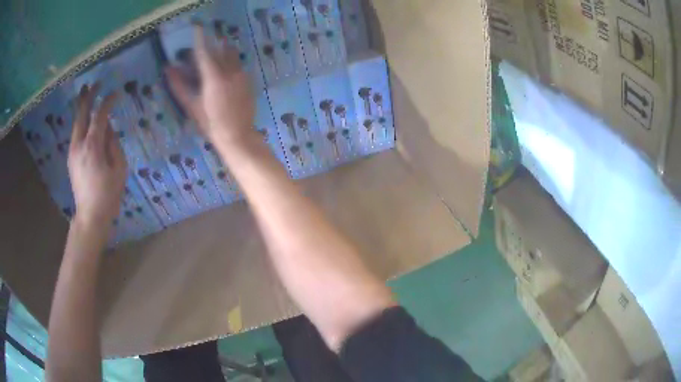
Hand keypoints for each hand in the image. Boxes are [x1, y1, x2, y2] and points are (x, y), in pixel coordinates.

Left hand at [68, 83, 127, 226]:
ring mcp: (73, 151)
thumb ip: (114, 144)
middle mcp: (79, 145)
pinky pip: (75, 133)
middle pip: (82, 114)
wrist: (90, 215)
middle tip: (95, 83)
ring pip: (76, 122)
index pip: (100, 116)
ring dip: (81, 106)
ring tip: (86, 92)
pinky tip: (84, 117)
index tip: (116, 93)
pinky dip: (80, 120)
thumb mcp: (119, 168)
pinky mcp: (71, 158)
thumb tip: (109, 128)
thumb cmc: (108, 194)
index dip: (108, 102)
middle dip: (88, 96)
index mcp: (93, 146)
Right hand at [166, 24, 254, 145]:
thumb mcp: (191, 106)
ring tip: (214, 54)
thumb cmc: (210, 124)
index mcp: (213, 77)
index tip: (197, 27)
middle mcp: (229, 72)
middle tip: (203, 45)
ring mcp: (241, 75)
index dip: (200, 38)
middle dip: (211, 43)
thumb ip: (179, 86)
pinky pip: (238, 64)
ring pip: (232, 54)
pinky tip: (224, 70)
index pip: (204, 52)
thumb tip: (168, 69)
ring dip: (222, 50)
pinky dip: (230, 61)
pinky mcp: (248, 80)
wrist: (237, 135)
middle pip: (220, 49)